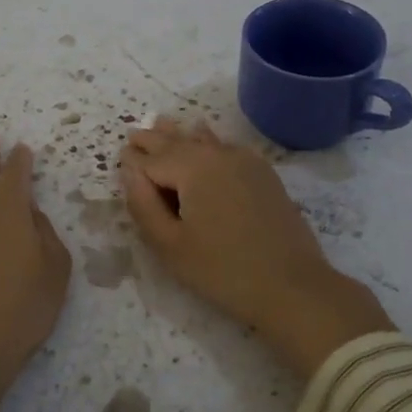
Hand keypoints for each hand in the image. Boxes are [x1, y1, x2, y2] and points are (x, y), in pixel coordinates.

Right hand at [120, 118, 393, 378]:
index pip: (150, 159)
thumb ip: (143, 203)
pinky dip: (208, 142)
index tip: (118, 160)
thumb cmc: (222, 270)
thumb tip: (128, 169)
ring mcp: (245, 160)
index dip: (132, 162)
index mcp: (192, 167)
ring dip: (179, 135)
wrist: (293, 287)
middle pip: (177, 141)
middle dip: (153, 140)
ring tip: (162, 124)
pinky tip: (204, 139)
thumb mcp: (170, 244)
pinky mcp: (263, 174)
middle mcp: (218, 153)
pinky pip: (226, 147)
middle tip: (132, 135)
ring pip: (203, 139)